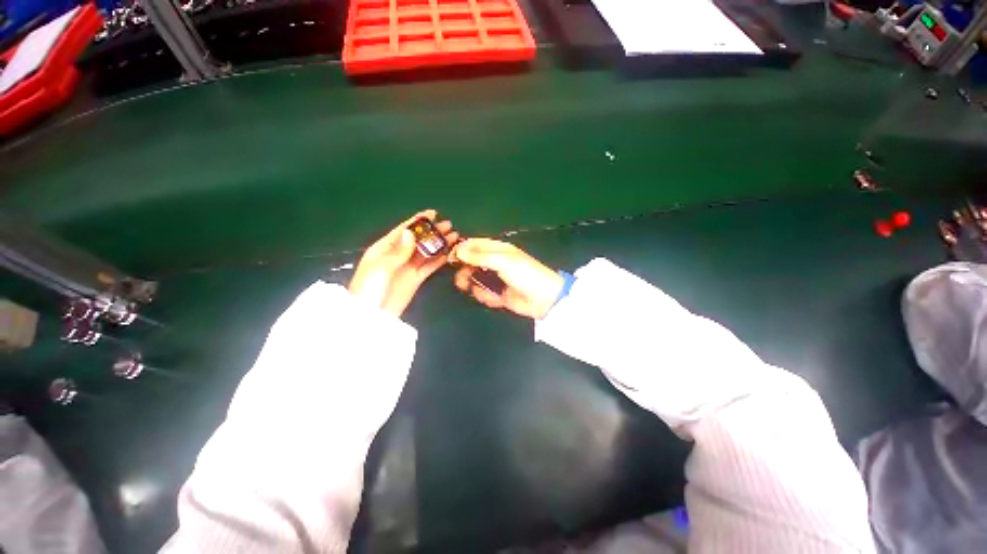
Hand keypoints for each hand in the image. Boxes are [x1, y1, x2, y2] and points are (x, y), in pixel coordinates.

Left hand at [349, 210, 458, 316]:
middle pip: (418, 240)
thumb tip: (410, 233)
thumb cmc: (369, 288)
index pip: (404, 230)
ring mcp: (408, 267)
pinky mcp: (416, 279)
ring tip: (454, 237)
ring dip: (439, 244)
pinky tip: (449, 254)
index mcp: (385, 248)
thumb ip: (398, 252)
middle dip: (433, 232)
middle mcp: (398, 255)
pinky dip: (439, 260)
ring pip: (426, 252)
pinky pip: (429, 267)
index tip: (433, 213)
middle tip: (449, 225)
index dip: (418, 221)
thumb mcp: (381, 268)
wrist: (370, 316)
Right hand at [450, 238, 563, 319]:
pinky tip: (493, 298)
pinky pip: (484, 293)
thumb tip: (458, 249)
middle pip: (472, 262)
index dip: (462, 249)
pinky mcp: (498, 294)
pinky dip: (485, 296)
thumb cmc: (524, 273)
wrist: (543, 298)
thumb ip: (479, 256)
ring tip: (477, 290)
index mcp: (498, 249)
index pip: (475, 244)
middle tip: (462, 279)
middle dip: (465, 270)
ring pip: (476, 279)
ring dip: (473, 285)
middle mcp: (495, 262)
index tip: (450, 258)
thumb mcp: (502, 261)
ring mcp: (497, 279)